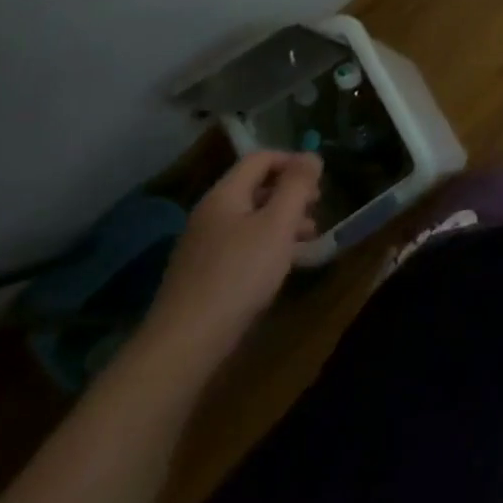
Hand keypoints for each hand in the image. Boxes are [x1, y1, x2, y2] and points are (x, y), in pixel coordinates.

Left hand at [141, 151, 321, 362]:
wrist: (183, 346)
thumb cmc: (238, 275)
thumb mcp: (278, 224)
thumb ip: (297, 186)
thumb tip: (311, 155)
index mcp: (224, 195)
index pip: (260, 158)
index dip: (292, 161)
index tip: (318, 180)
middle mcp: (210, 215)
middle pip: (255, 188)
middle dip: (290, 194)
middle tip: (317, 209)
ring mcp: (203, 247)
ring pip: (250, 220)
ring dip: (282, 222)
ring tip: (309, 239)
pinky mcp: (203, 277)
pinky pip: (241, 246)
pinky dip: (266, 246)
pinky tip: (282, 267)